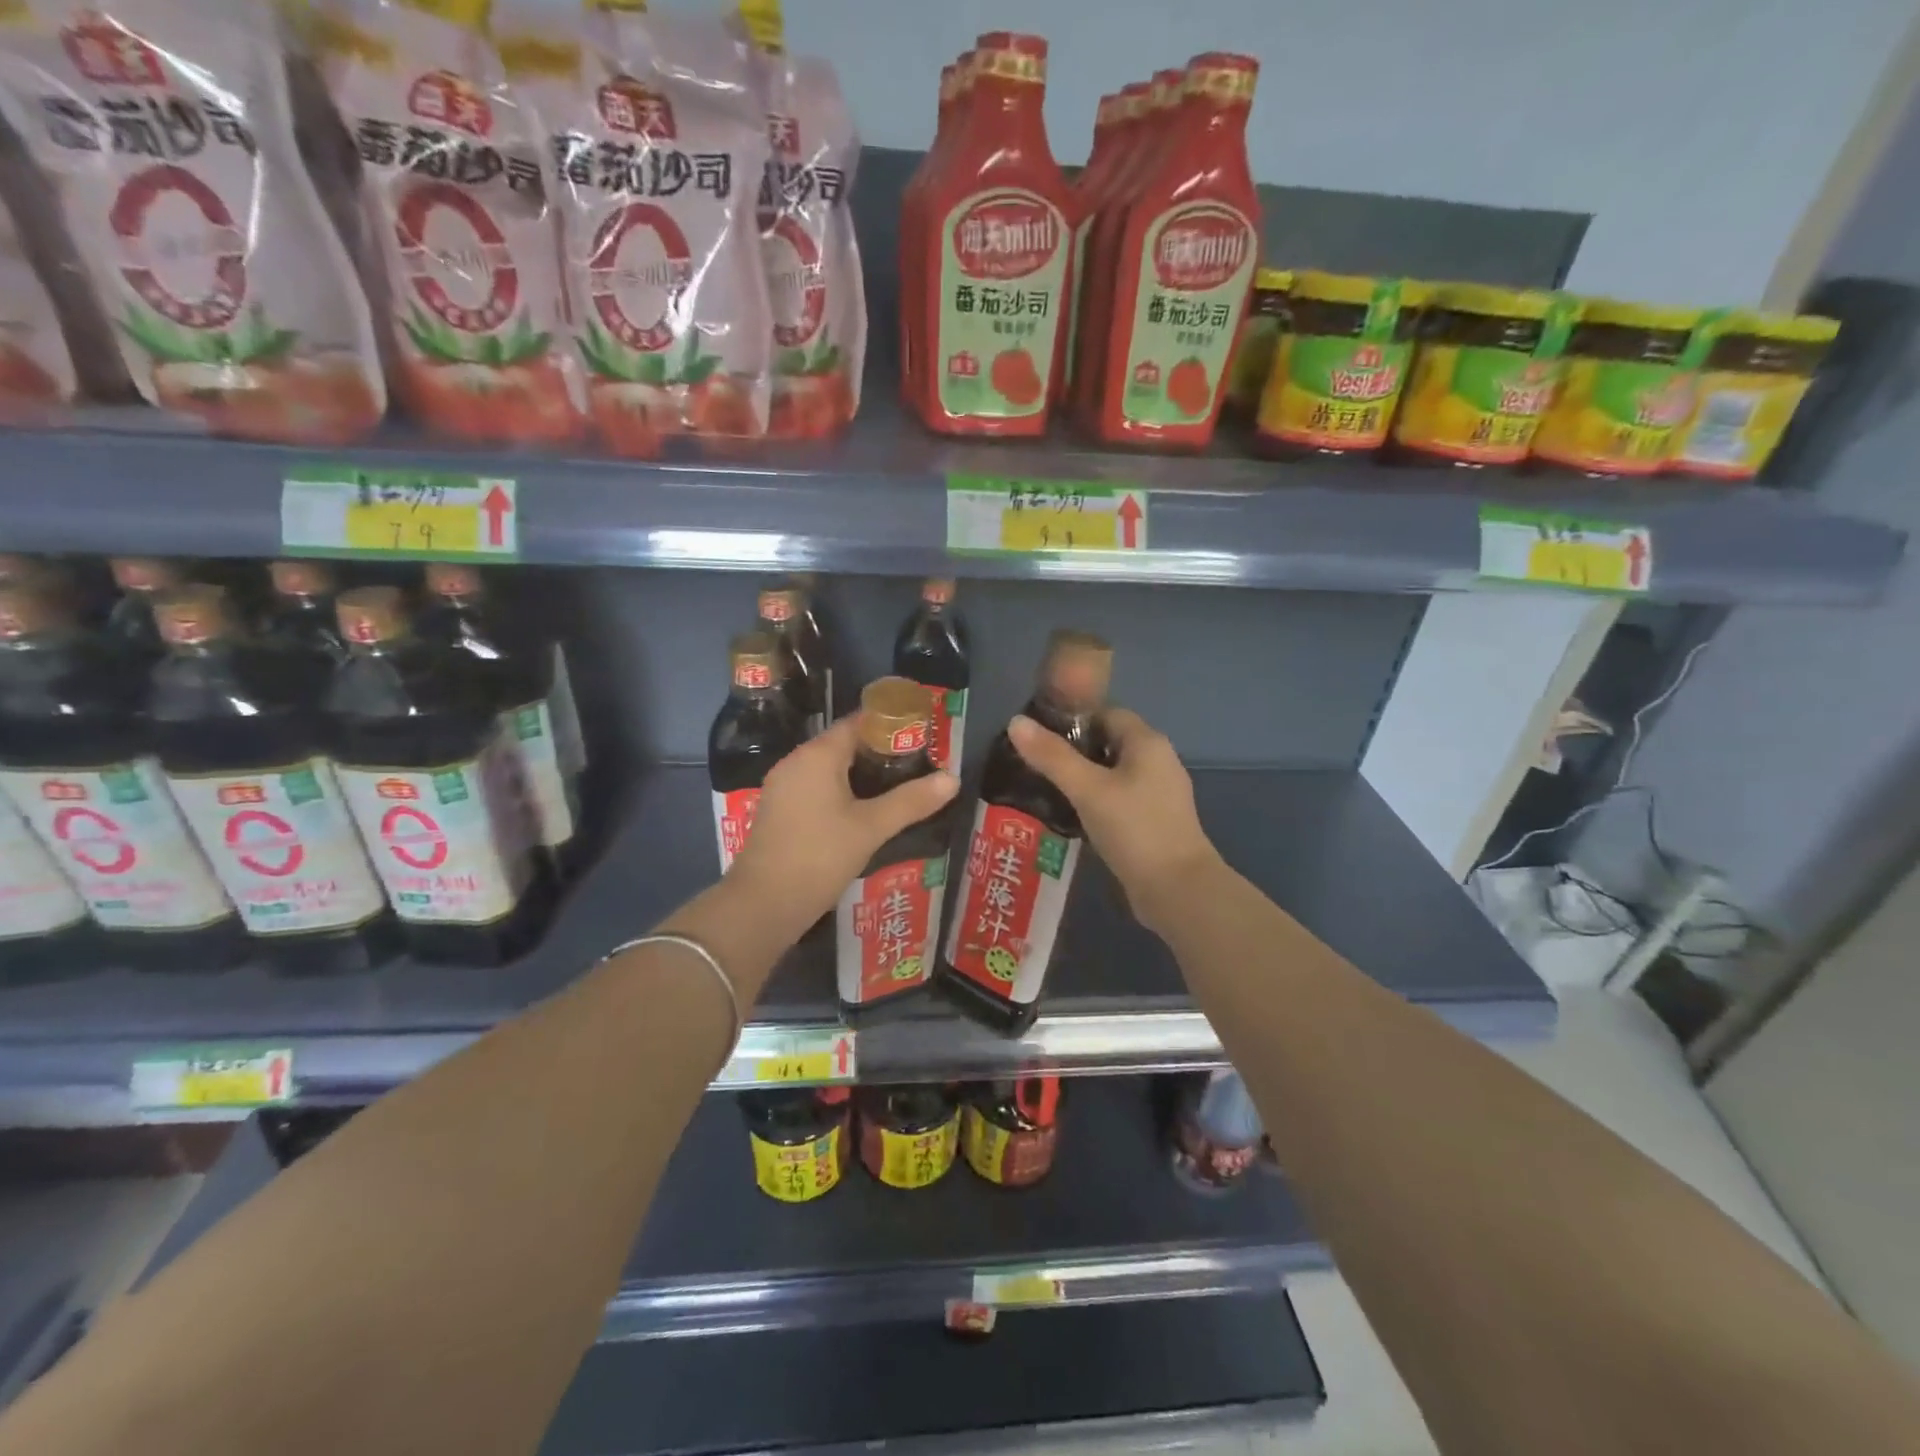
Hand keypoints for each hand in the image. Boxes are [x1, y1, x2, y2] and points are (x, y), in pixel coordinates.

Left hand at [728, 714, 959, 931]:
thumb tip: (953, 779)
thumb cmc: (820, 856)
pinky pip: (817, 788)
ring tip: (899, 789)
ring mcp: (783, 786)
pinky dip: (842, 792)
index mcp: (817, 755)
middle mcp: (796, 761)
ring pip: (830, 768)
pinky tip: (865, 813)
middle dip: (881, 753)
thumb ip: (911, 801)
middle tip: (918, 767)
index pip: (859, 723)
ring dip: (862, 775)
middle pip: (844, 744)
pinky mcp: (780, 810)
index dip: (891, 727)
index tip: (922, 738)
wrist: (763, 904)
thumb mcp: (872, 827)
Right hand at [1007, 707, 1221, 933]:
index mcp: (1147, 742)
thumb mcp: (1087, 789)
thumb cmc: (1134, 829)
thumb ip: (1052, 756)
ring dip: (1082, 778)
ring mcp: (1159, 792)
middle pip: (1108, 742)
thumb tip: (1015, 721)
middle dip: (1073, 750)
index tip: (1038, 736)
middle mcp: (1158, 760)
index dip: (1071, 719)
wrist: (1178, 890)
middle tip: (1035, 764)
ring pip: (1113, 772)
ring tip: (1045, 789)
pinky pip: (1119, 798)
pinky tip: (1071, 816)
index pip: (1105, 713)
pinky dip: (1096, 801)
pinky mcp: (1154, 820)